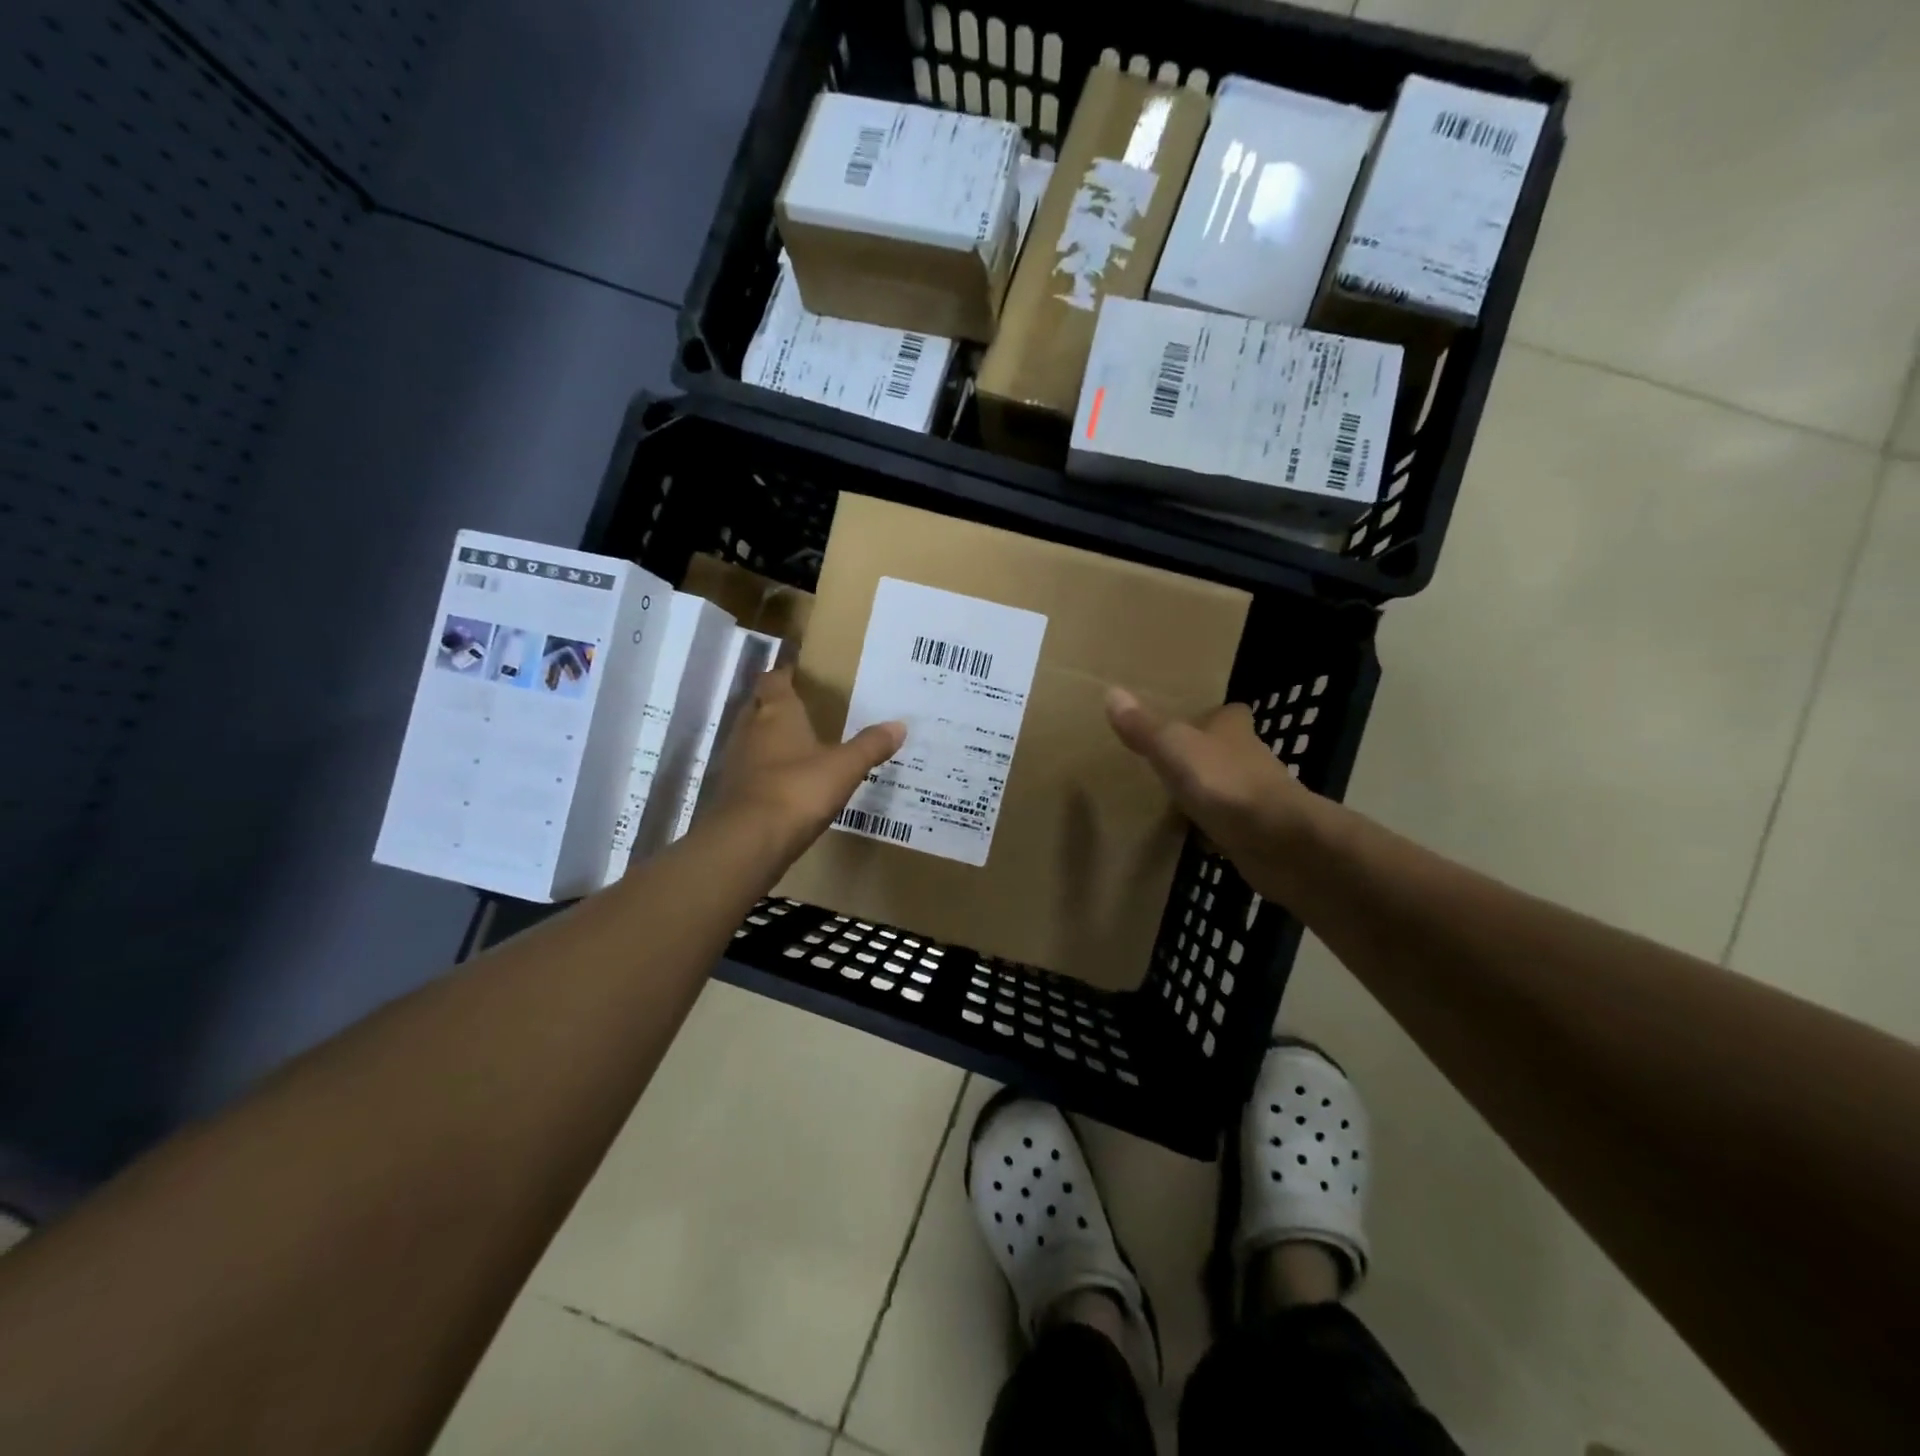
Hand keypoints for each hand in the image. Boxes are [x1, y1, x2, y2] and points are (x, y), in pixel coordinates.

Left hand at [702, 668, 906, 866]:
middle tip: (800, 707)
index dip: (784, 674)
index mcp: (776, 713)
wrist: (748, 841)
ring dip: (766, 737)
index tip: (797, 672)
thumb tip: (899, 725)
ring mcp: (735, 760)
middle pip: (757, 705)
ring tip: (794, 743)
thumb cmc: (797, 791)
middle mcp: (749, 729)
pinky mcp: (730, 791)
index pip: (774, 680)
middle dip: (774, 704)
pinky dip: (763, 768)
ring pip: (749, 737)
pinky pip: (748, 768)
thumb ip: (870, 745)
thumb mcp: (844, 768)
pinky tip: (782, 780)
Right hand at [1104, 687, 1316, 878]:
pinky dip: (1214, 829)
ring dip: (1209, 792)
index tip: (1191, 720)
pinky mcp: (1259, 833)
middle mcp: (1251, 758)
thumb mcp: (1173, 748)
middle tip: (1170, 761)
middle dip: (1205, 755)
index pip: (1229, 713)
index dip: (1213, 715)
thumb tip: (1112, 692)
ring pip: (1229, 787)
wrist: (1277, 841)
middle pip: (1228, 750)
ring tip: (1173, 799)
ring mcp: (1258, 798)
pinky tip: (1193, 837)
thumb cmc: (1224, 782)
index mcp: (1234, 730)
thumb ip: (1144, 727)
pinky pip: (1229, 825)